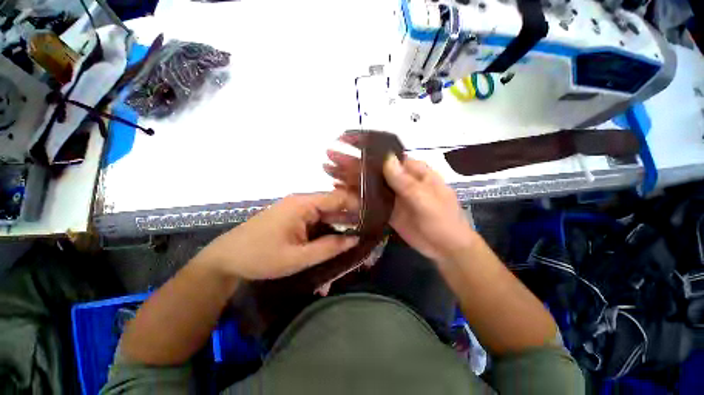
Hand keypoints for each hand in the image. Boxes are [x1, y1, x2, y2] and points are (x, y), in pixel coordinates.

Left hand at [194, 191, 359, 279]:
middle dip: (351, 218)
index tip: (374, 217)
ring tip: (358, 236)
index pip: (339, 198)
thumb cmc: (260, 257)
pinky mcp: (294, 217)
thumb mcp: (297, 257)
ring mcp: (297, 209)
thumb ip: (329, 248)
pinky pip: (317, 220)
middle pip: (334, 205)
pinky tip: (337, 239)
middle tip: (369, 231)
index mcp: (304, 204)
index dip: (358, 206)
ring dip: (340, 225)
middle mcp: (303, 201)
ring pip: (326, 214)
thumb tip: (355, 239)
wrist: (226, 259)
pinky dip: (328, 229)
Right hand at [325, 133, 475, 262]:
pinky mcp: (387, 209)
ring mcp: (392, 195)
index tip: (346, 141)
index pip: (386, 155)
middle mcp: (400, 180)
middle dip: (351, 162)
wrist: (448, 248)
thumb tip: (386, 158)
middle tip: (329, 156)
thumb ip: (405, 182)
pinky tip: (340, 189)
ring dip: (349, 176)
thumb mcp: (427, 200)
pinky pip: (369, 200)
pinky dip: (355, 194)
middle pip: (372, 168)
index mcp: (413, 171)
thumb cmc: (444, 221)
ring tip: (328, 170)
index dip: (366, 147)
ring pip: (368, 183)